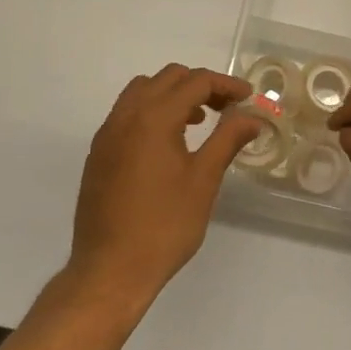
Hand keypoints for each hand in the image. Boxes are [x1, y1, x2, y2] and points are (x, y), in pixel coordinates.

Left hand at [68, 65, 260, 307]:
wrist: (110, 271)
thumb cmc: (164, 226)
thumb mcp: (203, 180)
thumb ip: (228, 139)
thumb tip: (252, 117)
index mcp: (154, 117)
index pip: (195, 82)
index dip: (226, 84)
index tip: (248, 98)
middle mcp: (126, 116)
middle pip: (168, 78)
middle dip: (200, 85)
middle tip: (226, 108)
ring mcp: (107, 134)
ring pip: (143, 91)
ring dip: (173, 95)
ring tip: (198, 121)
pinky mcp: (98, 153)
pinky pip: (127, 113)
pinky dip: (151, 111)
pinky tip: (167, 143)